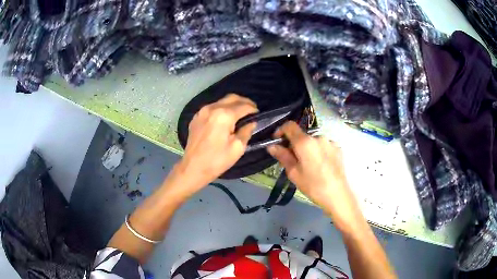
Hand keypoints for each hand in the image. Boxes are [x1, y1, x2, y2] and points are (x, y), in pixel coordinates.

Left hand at [175, 94, 257, 192]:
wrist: (193, 168)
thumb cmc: (217, 160)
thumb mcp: (237, 147)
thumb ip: (247, 131)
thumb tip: (251, 122)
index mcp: (224, 115)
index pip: (243, 106)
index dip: (253, 109)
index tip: (258, 114)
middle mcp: (212, 108)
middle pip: (232, 97)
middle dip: (244, 102)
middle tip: (251, 111)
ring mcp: (202, 111)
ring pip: (221, 101)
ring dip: (232, 105)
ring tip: (239, 115)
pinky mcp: (196, 117)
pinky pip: (212, 107)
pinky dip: (221, 109)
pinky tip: (224, 119)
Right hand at [267, 121, 360, 228]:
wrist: (338, 195)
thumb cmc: (313, 185)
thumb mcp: (294, 173)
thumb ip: (283, 156)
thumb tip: (271, 146)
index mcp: (305, 142)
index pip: (290, 125)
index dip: (281, 130)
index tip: (278, 141)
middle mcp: (318, 137)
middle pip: (302, 135)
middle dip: (295, 144)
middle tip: (293, 160)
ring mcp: (330, 142)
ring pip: (313, 141)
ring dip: (308, 148)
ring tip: (309, 165)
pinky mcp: (338, 148)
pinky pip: (324, 146)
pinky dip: (319, 151)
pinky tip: (321, 165)